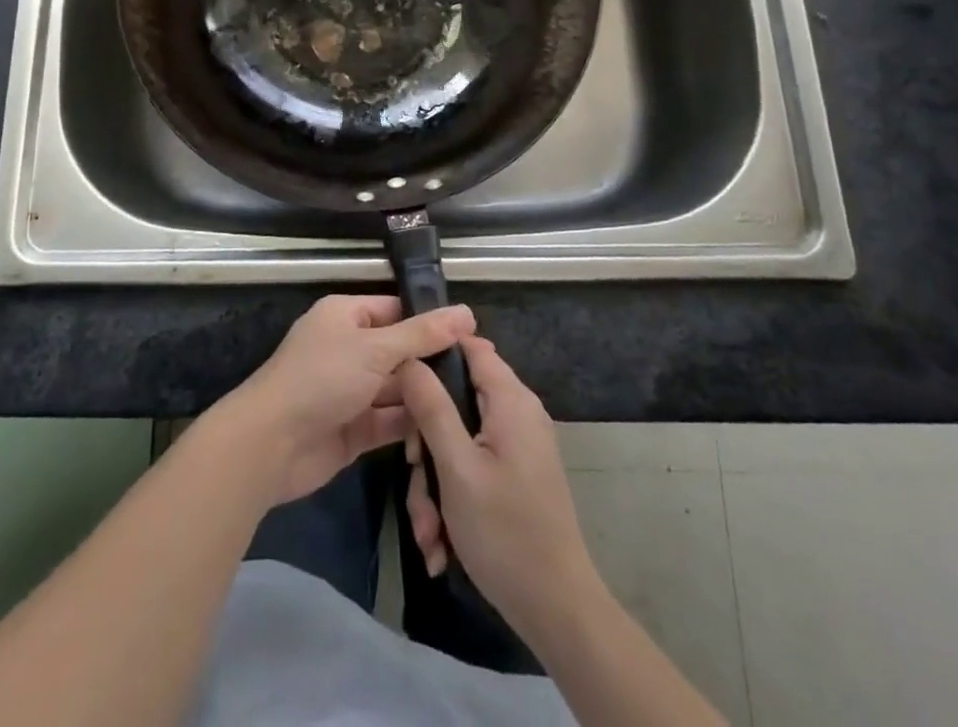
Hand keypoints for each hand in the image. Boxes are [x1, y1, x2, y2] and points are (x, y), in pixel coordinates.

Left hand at [214, 295, 475, 507]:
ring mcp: (350, 391)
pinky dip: (412, 425)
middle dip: (432, 363)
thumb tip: (466, 312)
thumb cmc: (322, 378)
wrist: (272, 444)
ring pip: (396, 389)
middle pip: (398, 351)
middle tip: (481, 373)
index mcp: (345, 316)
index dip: (430, 320)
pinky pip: (389, 422)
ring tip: (474, 404)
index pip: (395, 310)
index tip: (473, 334)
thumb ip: (422, 335)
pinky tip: (449, 431)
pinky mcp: (353, 429)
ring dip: (425, 396)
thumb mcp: (376, 349)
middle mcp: (348, 349)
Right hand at [400, 336, 600, 636]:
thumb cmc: (505, 532)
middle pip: (456, 400)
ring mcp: (518, 446)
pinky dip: (453, 498)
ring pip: (458, 441)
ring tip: (429, 531)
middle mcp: (518, 413)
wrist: (557, 611)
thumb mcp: (456, 467)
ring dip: (435, 483)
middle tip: (415, 477)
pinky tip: (442, 542)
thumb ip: (431, 407)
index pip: (469, 345)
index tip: (399, 379)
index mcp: (511, 400)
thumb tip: (410, 356)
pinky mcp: (515, 475)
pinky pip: (472, 466)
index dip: (432, 353)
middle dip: (427, 443)